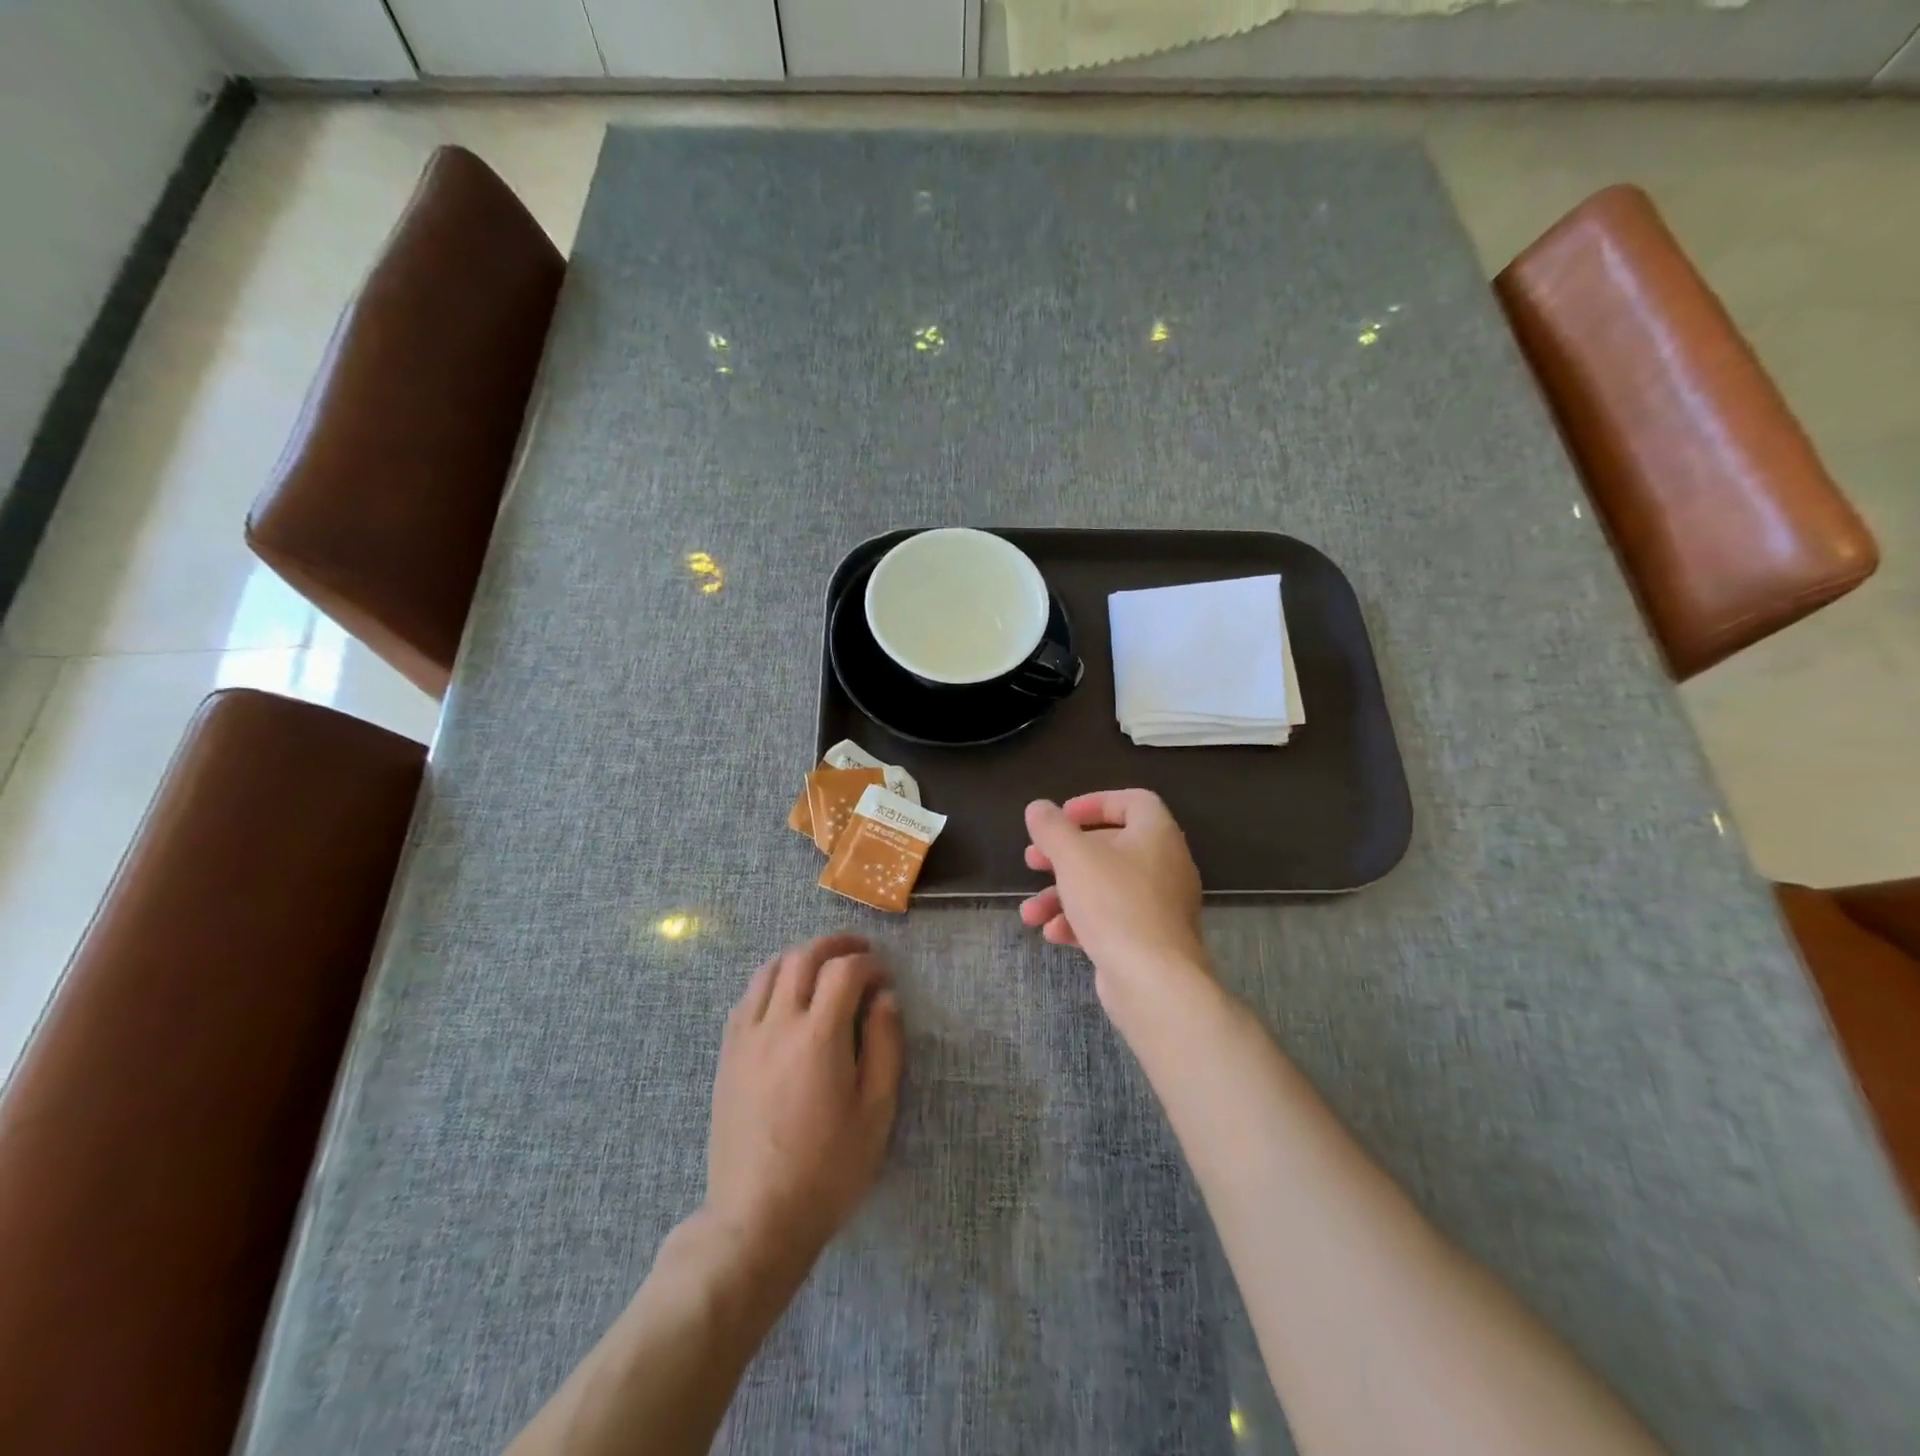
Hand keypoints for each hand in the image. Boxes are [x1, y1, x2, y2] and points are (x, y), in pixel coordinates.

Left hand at [703, 935, 902, 1283]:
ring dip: (801, 957)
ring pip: (769, 969)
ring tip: (823, 967)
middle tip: (859, 953)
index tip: (884, 977)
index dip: (869, 964)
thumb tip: (885, 997)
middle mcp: (777, 1024)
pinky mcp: (727, 1054)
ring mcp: (746, 1037)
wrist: (756, 1218)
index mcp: (818, 1037)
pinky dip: (771, 981)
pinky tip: (785, 997)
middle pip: (803, 957)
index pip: (844, 970)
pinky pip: (746, 996)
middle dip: (835, 945)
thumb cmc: (828, 1169)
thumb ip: (884, 1045)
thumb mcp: (876, 1112)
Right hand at [1020, 791, 1210, 1014]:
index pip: (1133, 801)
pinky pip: (1111, 919)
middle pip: (1110, 847)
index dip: (1094, 803)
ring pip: (1104, 887)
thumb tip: (1038, 807)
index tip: (1062, 817)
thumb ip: (1051, 828)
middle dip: (1064, 855)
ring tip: (1030, 913)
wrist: (1154, 981)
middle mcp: (1164, 865)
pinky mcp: (1150, 939)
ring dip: (1062, 895)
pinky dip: (1081, 921)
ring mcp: (1159, 905)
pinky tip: (1053, 934)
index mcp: (1156, 834)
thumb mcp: (1073, 857)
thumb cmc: (1114, 904)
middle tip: (1032, 861)